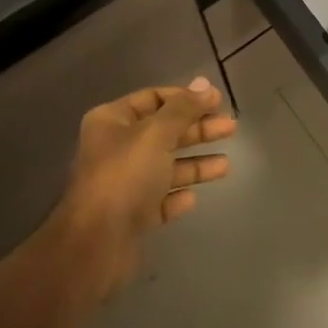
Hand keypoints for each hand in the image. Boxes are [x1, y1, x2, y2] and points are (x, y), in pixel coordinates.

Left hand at [59, 78, 235, 290]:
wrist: (96, 244)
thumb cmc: (125, 176)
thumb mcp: (156, 134)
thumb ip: (183, 109)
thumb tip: (204, 83)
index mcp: (112, 121)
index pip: (153, 98)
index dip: (185, 98)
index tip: (217, 102)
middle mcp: (115, 148)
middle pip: (163, 132)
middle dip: (197, 129)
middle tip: (231, 128)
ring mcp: (123, 183)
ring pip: (165, 166)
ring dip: (195, 163)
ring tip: (226, 165)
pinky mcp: (131, 215)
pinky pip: (160, 199)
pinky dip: (177, 195)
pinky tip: (193, 198)